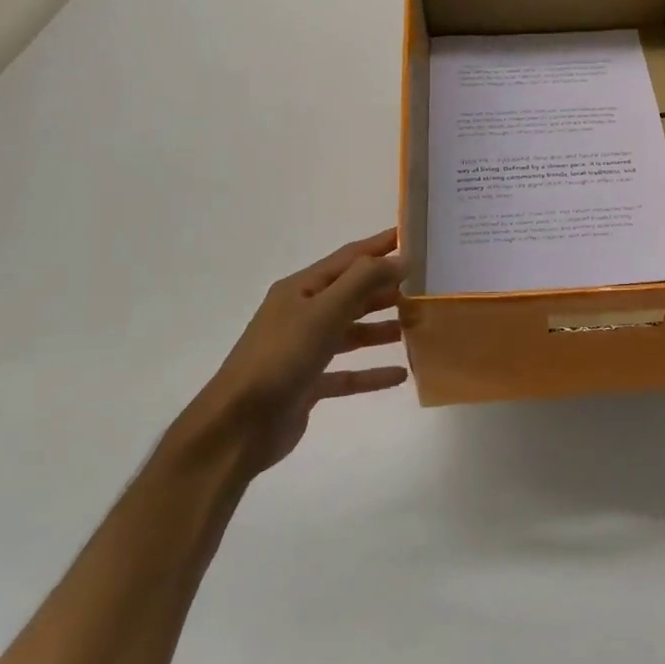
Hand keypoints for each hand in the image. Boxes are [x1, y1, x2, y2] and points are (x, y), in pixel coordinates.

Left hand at [190, 229, 408, 473]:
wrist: (238, 426)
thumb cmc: (281, 358)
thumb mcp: (324, 311)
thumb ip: (363, 282)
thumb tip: (402, 258)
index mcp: (301, 289)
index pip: (349, 258)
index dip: (381, 246)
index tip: (415, 237)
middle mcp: (302, 314)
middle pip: (352, 294)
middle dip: (387, 288)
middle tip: (426, 286)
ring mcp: (304, 350)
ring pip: (352, 332)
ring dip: (383, 328)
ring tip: (417, 326)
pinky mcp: (308, 383)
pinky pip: (348, 373)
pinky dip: (372, 372)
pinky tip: (401, 374)